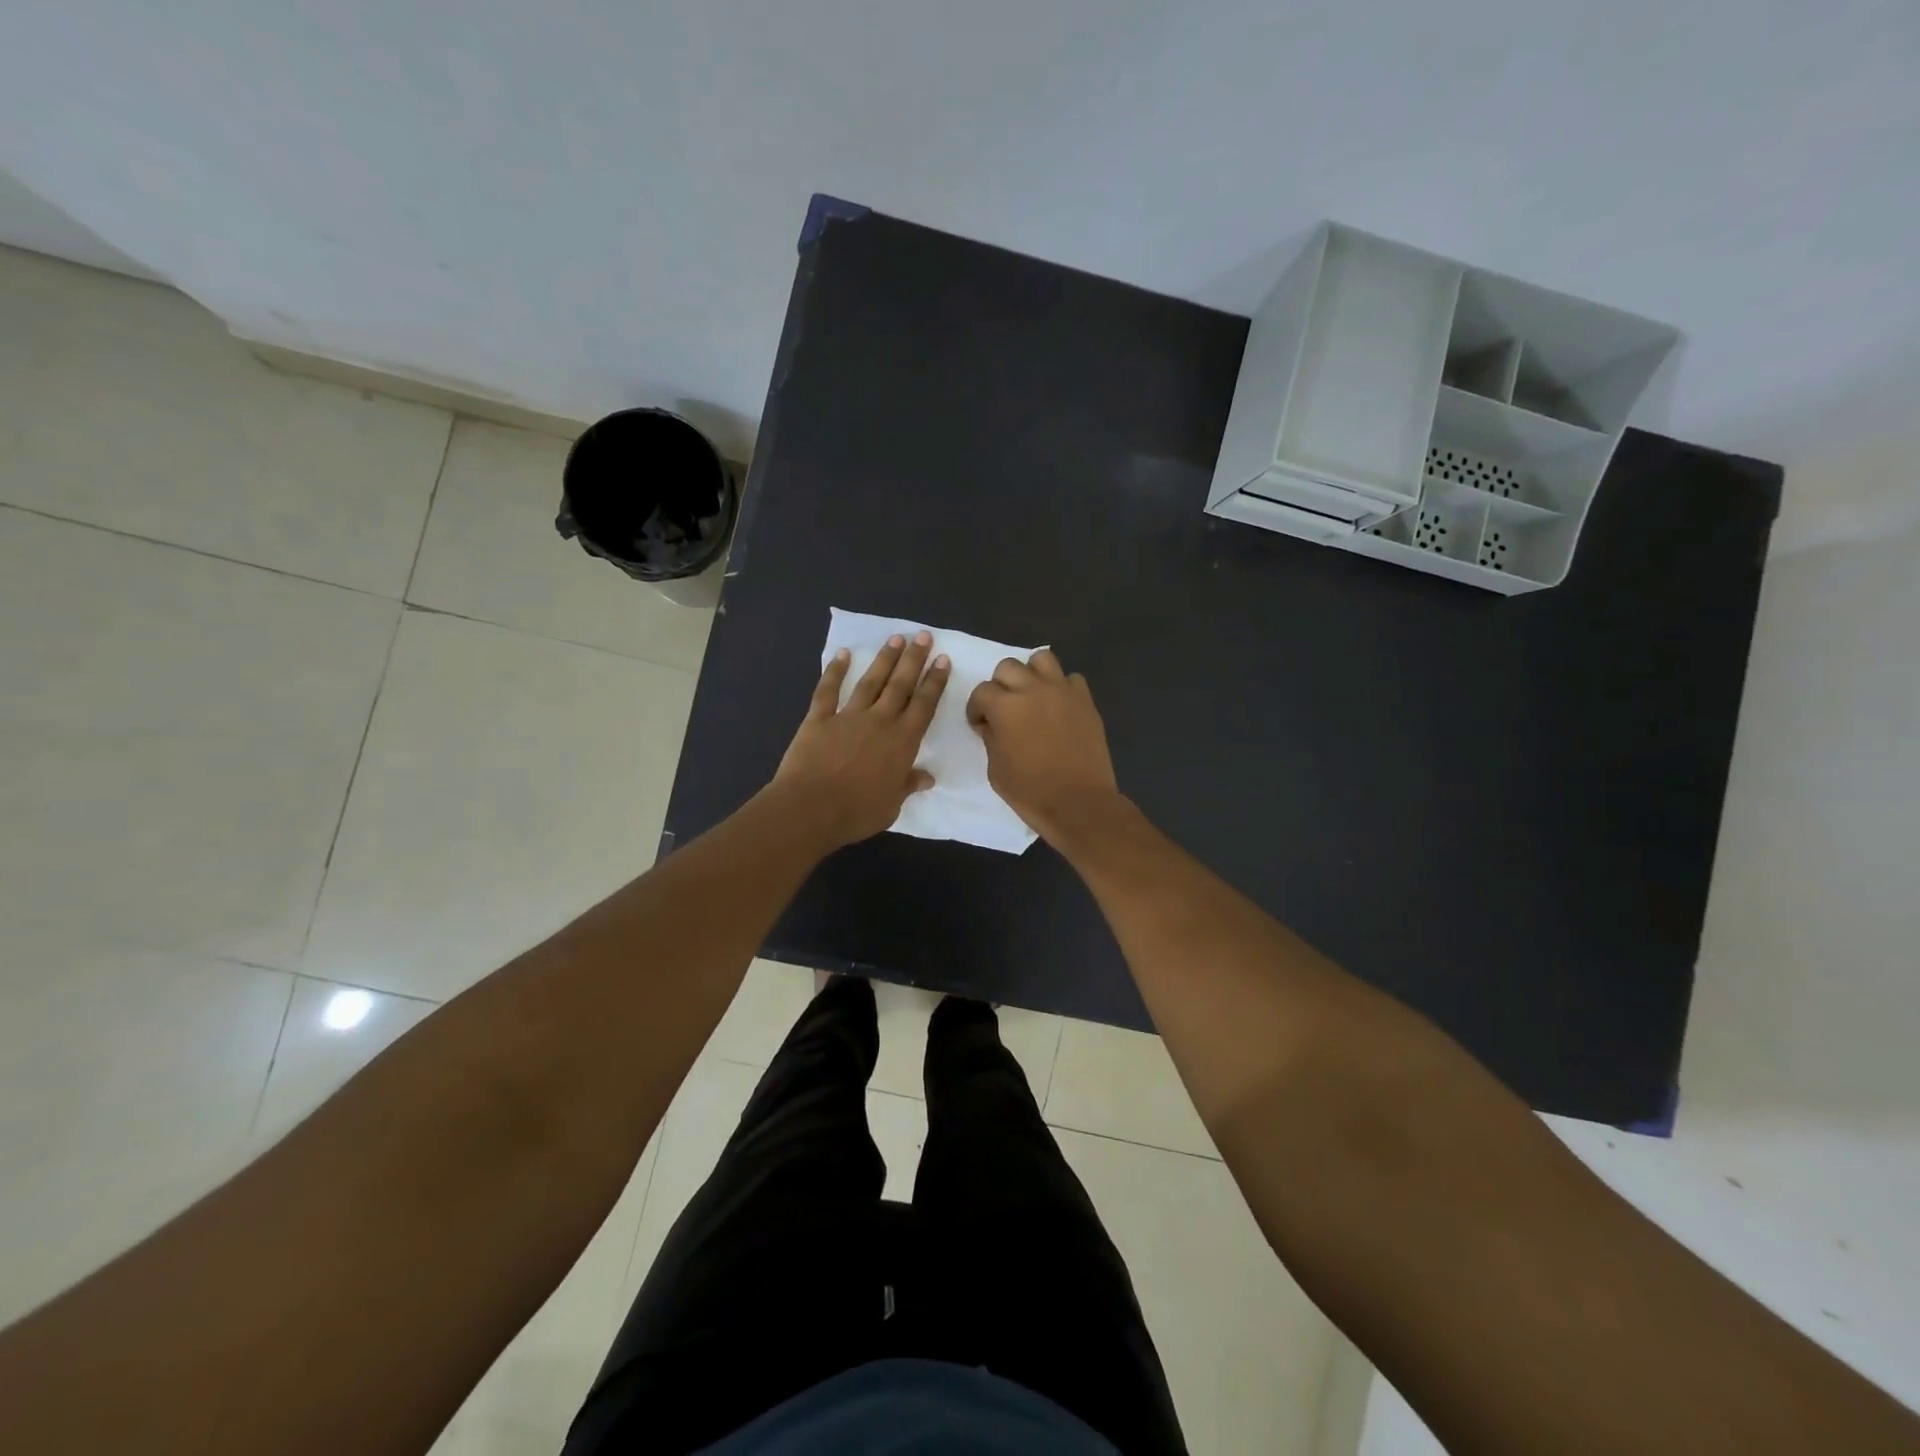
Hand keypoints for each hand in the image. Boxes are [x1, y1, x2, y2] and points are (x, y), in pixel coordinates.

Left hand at [773, 632, 950, 848]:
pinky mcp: (818, 719)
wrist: (810, 809)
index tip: (942, 660)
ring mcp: (848, 717)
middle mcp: (879, 722)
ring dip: (884, 659)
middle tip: (923, 635)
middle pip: (900, 685)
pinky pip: (828, 690)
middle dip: (914, 660)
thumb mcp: (891, 806)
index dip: (934, 682)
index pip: (923, 706)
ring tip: (895, 638)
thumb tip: (926, 777)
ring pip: (870, 681)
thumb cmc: (856, 813)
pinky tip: (843, 654)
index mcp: (902, 742)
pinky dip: (835, 671)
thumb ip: (907, 786)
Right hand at [966, 649, 1119, 842]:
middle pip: (1008, 666)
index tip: (981, 724)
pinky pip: (1071, 679)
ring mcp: (1062, 691)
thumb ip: (991, 738)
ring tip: (1032, 695)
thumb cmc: (1030, 791)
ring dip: (1032, 673)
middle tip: (1004, 708)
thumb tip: (991, 724)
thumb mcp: (995, 769)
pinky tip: (1059, 706)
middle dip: (1000, 685)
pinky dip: (1062, 687)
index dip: (977, 708)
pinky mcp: (1085, 701)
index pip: (981, 691)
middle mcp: (1033, 689)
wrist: (1079, 803)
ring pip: (1042, 659)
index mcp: (1005, 707)